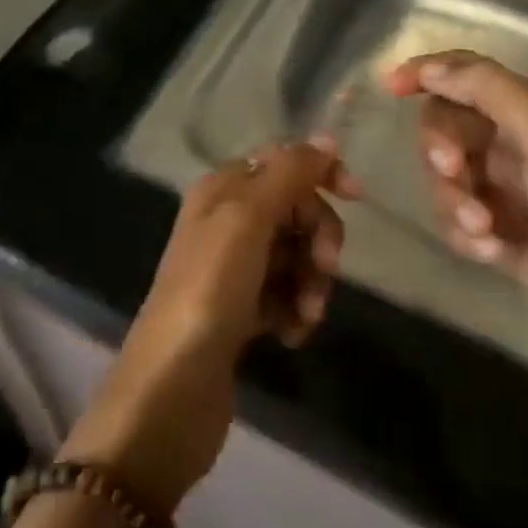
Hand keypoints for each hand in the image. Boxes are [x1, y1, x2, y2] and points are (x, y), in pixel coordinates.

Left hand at [59, 140, 358, 512]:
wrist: (171, 389)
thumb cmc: (209, 291)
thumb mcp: (248, 219)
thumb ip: (289, 173)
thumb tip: (327, 138)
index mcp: (222, 190)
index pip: (283, 163)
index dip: (320, 174)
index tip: (356, 198)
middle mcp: (226, 221)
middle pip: (295, 210)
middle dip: (317, 238)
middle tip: (324, 269)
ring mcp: (233, 269)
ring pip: (295, 256)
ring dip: (311, 282)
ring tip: (306, 316)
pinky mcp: (240, 312)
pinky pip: (285, 295)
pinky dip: (296, 310)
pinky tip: (291, 335)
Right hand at [386, 51, 527, 466]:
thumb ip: (488, 90)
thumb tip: (431, 68)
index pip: (470, 74)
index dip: (429, 72)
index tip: (390, 87)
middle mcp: (521, 146)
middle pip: (450, 125)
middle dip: (442, 147)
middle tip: (452, 171)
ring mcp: (510, 194)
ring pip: (447, 176)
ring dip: (454, 200)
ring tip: (484, 231)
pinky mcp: (502, 237)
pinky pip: (456, 219)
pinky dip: (464, 233)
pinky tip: (490, 254)